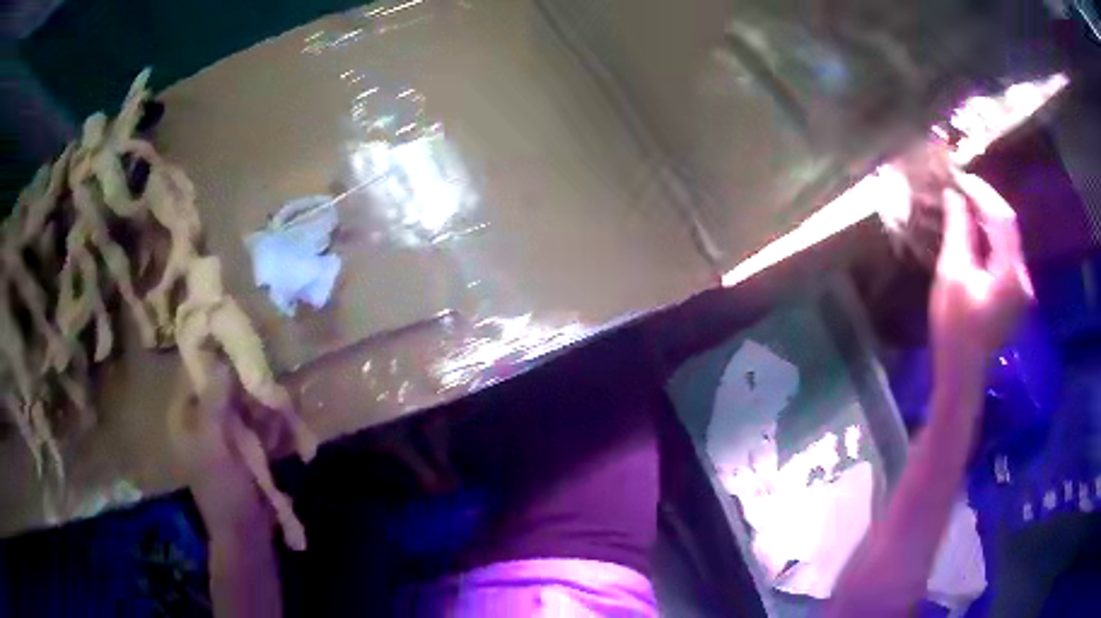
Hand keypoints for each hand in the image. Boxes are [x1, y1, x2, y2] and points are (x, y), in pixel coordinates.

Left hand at [173, 365, 273, 538]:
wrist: (246, 535)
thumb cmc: (223, 491)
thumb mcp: (214, 447)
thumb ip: (214, 404)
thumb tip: (221, 359)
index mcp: (185, 415)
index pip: (197, 371)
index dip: (217, 355)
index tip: (243, 343)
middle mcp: (203, 417)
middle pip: (225, 384)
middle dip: (248, 385)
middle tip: (269, 386)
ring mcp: (227, 432)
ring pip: (246, 403)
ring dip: (265, 406)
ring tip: (282, 413)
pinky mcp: (247, 446)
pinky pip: (260, 424)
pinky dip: (273, 425)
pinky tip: (286, 432)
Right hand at [930, 171, 1032, 387]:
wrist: (962, 376)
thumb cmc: (955, 330)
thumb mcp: (952, 276)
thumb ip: (958, 232)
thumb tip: (954, 196)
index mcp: (1010, 272)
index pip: (1002, 217)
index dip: (982, 192)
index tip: (960, 176)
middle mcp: (1022, 276)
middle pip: (1009, 226)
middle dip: (986, 201)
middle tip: (962, 186)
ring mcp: (1021, 287)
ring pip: (1009, 239)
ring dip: (989, 217)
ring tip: (967, 203)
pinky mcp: (1015, 294)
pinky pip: (1006, 254)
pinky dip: (992, 237)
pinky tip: (977, 232)